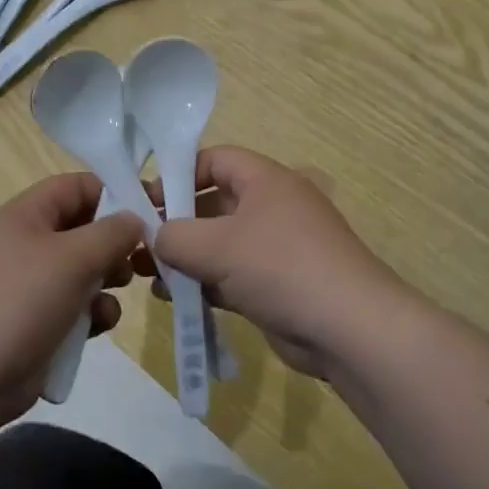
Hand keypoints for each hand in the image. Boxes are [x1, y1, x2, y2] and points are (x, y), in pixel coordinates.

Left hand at [0, 173, 143, 423]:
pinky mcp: (33, 324)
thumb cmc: (20, 303)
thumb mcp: (73, 258)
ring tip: (119, 291)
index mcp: (24, 216)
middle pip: (81, 229)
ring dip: (106, 280)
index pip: (73, 187)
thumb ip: (112, 232)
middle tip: (142, 259)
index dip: (111, 192)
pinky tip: (99, 326)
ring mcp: (26, 287)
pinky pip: (72, 307)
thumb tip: (133, 219)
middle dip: (114, 243)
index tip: (147, 212)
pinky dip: (90, 313)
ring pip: (81, 271)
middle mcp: (24, 244)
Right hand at [147, 147, 417, 378]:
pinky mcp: (277, 285)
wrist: (349, 329)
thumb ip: (175, 237)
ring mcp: (277, 248)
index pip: (215, 159)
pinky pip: (232, 276)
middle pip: (214, 204)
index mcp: (265, 181)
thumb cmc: (281, 267)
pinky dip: (205, 283)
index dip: (179, 173)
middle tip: (139, 242)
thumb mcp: (217, 246)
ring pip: (220, 244)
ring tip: (147, 274)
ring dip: (185, 258)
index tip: (146, 198)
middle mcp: (272, 207)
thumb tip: (155, 238)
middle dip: (176, 222)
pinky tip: (175, 299)